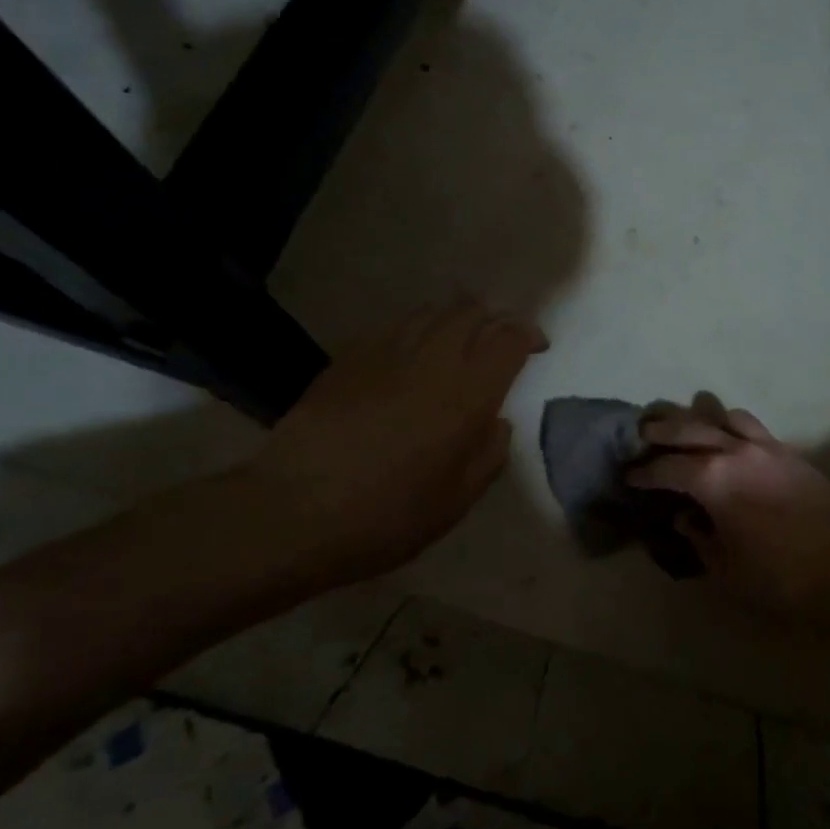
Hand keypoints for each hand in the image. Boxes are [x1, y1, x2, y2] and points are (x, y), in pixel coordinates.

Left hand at [225, 298, 546, 586]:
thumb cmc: (386, 517)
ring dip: (454, 318)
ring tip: (457, 341)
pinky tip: (409, 352)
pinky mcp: (349, 358)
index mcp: (467, 396)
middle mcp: (432, 361)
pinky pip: (393, 325)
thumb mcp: (456, 502)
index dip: (528, 335)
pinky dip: (414, 328)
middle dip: (493, 318)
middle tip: (497, 340)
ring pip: (431, 311)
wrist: (293, 512)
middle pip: (471, 311)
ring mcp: (386, 353)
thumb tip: (496, 424)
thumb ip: (489, 456)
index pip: (508, 340)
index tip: (535, 347)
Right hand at [627, 405, 829, 624]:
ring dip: (699, 417)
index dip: (643, 473)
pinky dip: (731, 424)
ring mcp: (765, 446)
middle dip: (661, 429)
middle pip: (688, 427)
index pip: (666, 468)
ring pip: (723, 415)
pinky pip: (751, 425)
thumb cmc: (782, 578)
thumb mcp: (727, 570)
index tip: (629, 476)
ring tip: (687, 427)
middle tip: (643, 434)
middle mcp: (735, 451)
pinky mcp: (789, 452)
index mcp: (712, 479)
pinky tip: (728, 439)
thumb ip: (699, 540)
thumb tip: (684, 520)